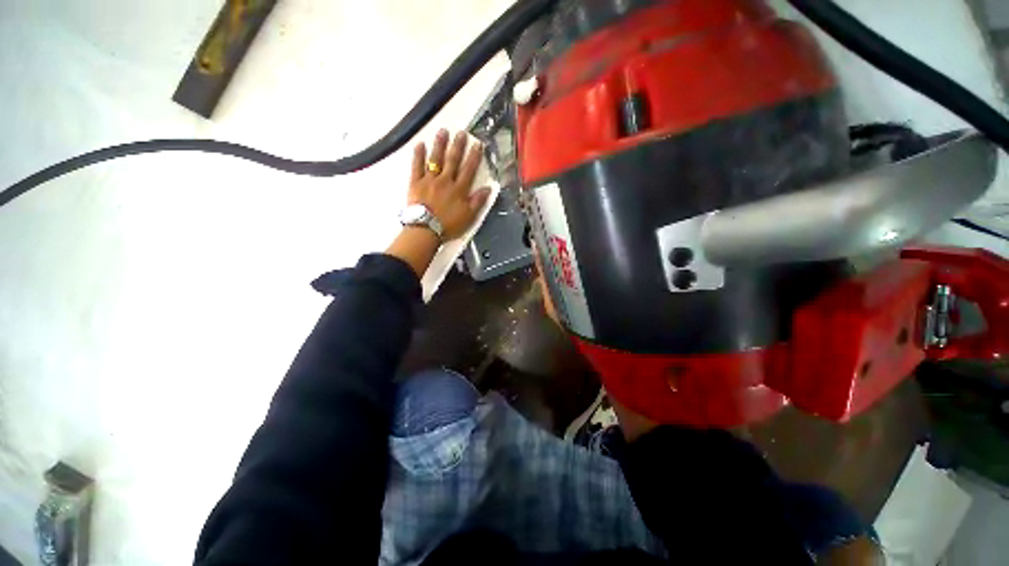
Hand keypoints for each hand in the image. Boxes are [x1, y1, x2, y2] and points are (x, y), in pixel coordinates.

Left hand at [409, 129, 491, 239]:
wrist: (426, 229)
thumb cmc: (449, 225)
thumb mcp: (469, 216)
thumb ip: (478, 201)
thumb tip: (488, 188)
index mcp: (459, 189)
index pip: (468, 170)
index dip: (474, 156)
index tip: (477, 144)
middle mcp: (445, 180)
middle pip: (453, 161)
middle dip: (458, 146)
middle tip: (461, 132)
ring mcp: (429, 180)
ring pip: (435, 159)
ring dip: (440, 145)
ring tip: (443, 131)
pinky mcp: (416, 182)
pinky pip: (416, 166)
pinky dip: (418, 155)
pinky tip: (420, 144)